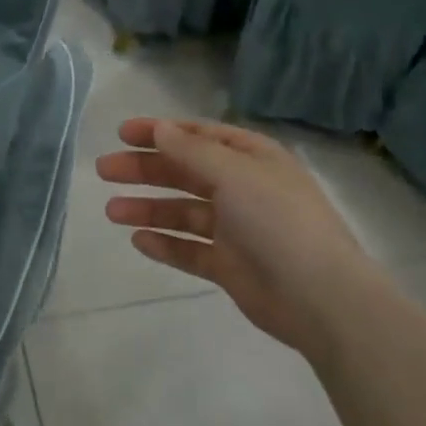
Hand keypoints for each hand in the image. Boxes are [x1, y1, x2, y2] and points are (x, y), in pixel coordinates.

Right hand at [97, 120, 374, 358]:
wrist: (320, 297)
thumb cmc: (278, 221)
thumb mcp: (235, 174)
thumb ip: (192, 152)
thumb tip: (159, 128)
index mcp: (252, 158)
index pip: (199, 136)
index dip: (161, 132)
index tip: (123, 133)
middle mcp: (243, 188)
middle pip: (185, 172)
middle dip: (145, 170)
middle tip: (105, 170)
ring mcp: (236, 229)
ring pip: (183, 212)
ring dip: (148, 209)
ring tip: (112, 211)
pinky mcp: (230, 265)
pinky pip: (190, 249)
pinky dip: (166, 244)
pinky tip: (139, 241)